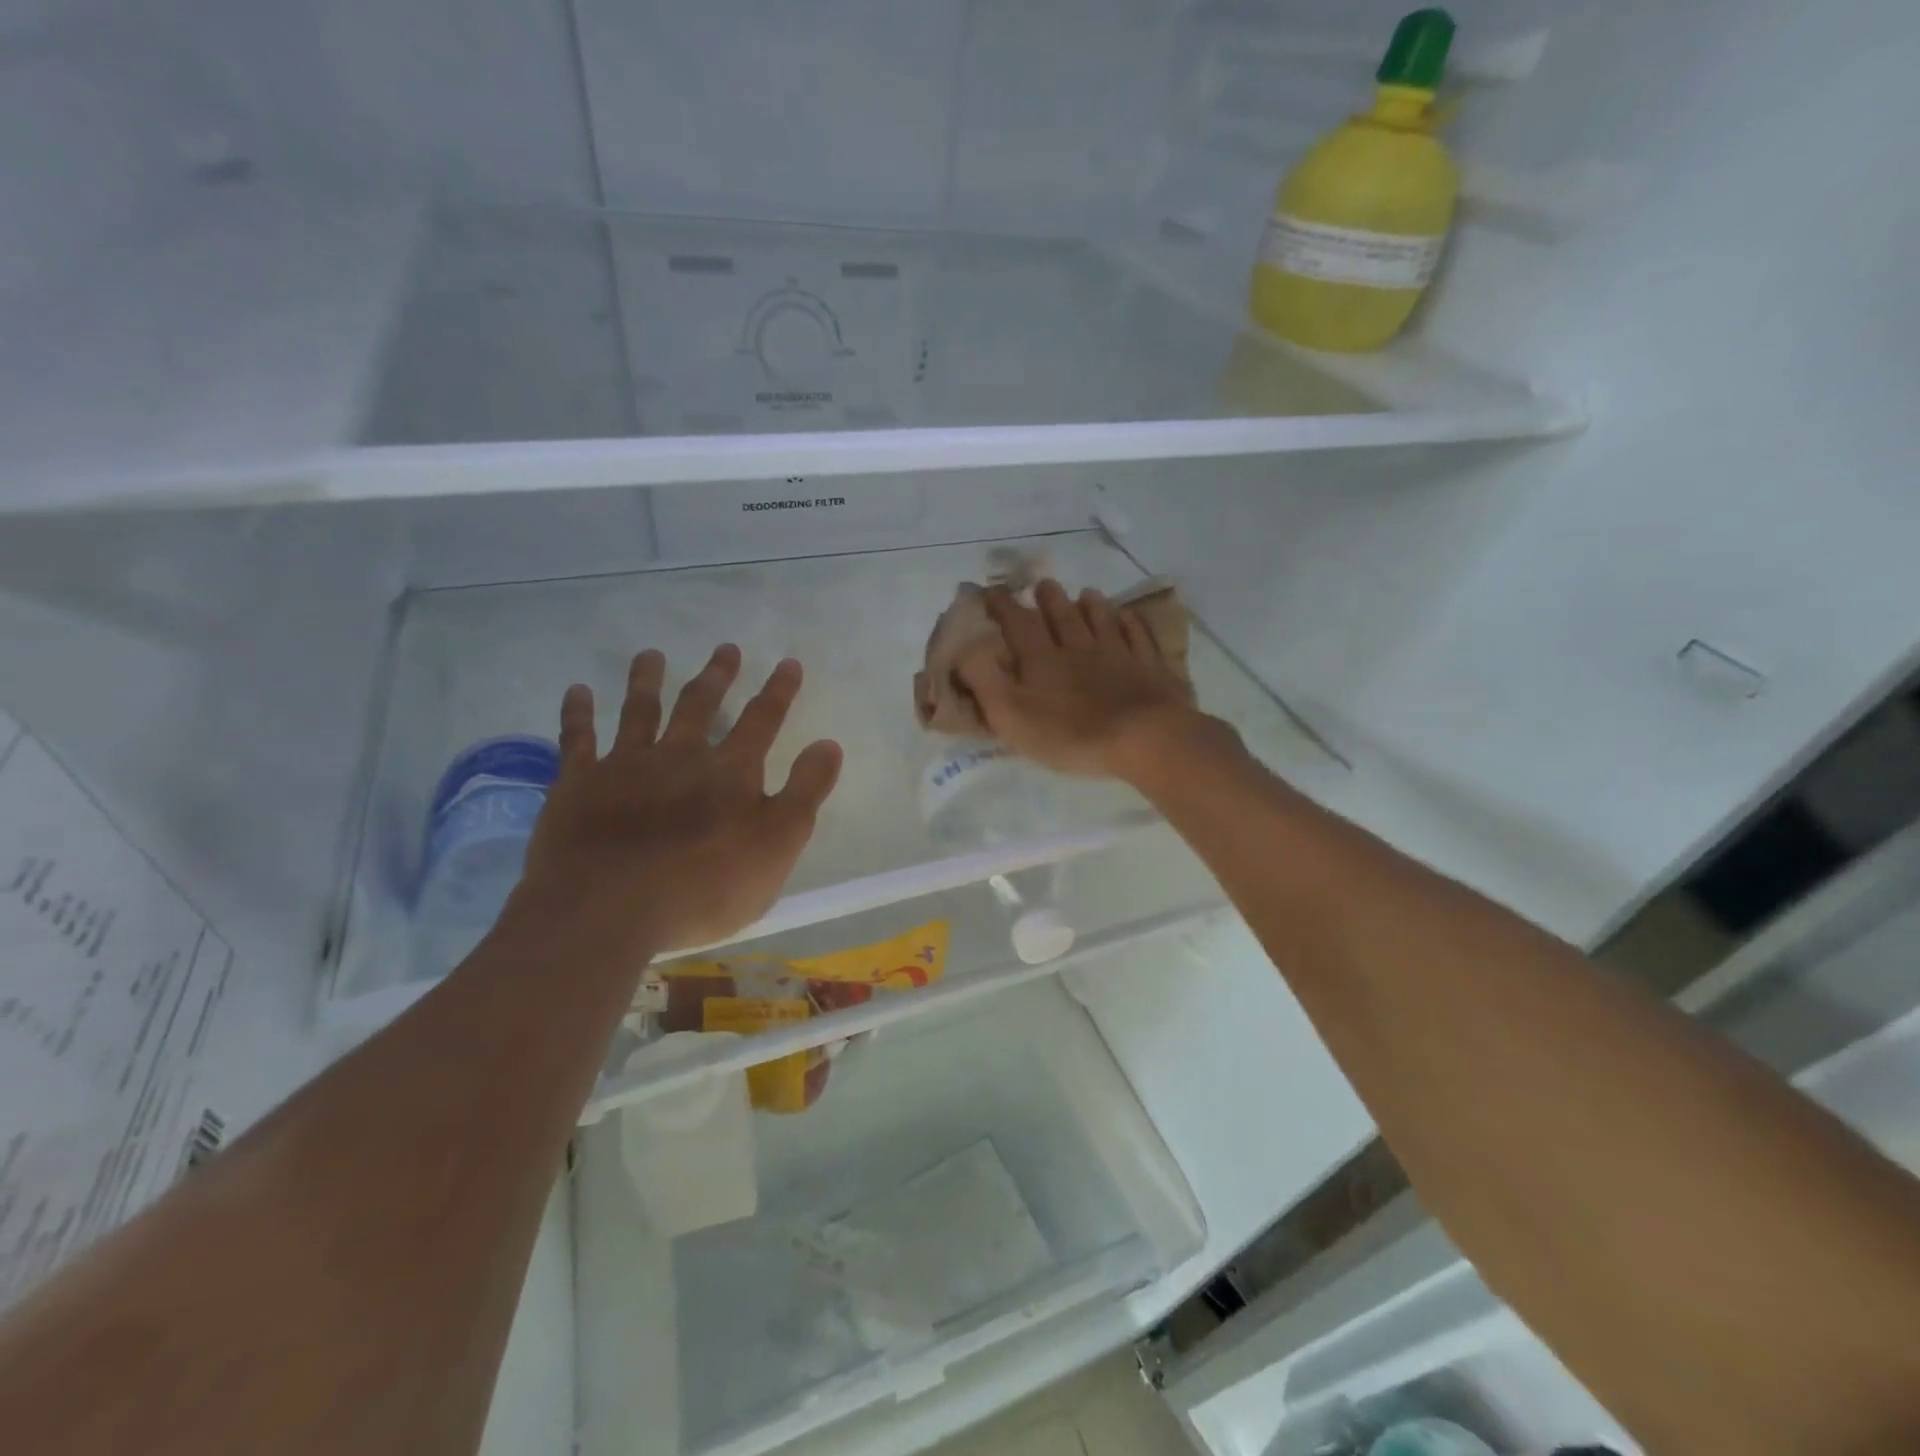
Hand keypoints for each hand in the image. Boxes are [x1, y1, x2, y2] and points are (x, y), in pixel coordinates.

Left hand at [511, 645, 842, 958]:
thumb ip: (805, 792)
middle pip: (700, 705)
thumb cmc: (705, 886)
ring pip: (639, 710)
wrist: (608, 909)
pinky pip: (578, 739)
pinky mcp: (579, 784)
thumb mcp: (777, 845)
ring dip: (647, 680)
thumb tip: (829, 744)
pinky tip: (577, 691)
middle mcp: (679, 755)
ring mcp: (626, 765)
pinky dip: (577, 713)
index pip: (762, 720)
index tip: (788, 663)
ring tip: (650, 655)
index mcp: (729, 771)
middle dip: (717, 676)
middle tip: (726, 648)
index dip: (778, 691)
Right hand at [954, 579, 1208, 780]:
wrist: (1142, 737)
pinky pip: (1139, 636)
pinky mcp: (1149, 666)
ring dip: (1091, 605)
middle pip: (1062, 615)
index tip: (991, 590)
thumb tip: (965, 650)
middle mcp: (1078, 647)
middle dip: (1049, 598)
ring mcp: (1118, 653)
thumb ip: (985, 681)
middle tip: (1043, 584)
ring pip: (1101, 619)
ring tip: (1086, 594)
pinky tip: (1129, 617)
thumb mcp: (1011, 716)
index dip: (1002, 605)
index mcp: (1042, 659)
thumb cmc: (1070, 734)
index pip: (1017, 623)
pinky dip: (1132, 623)